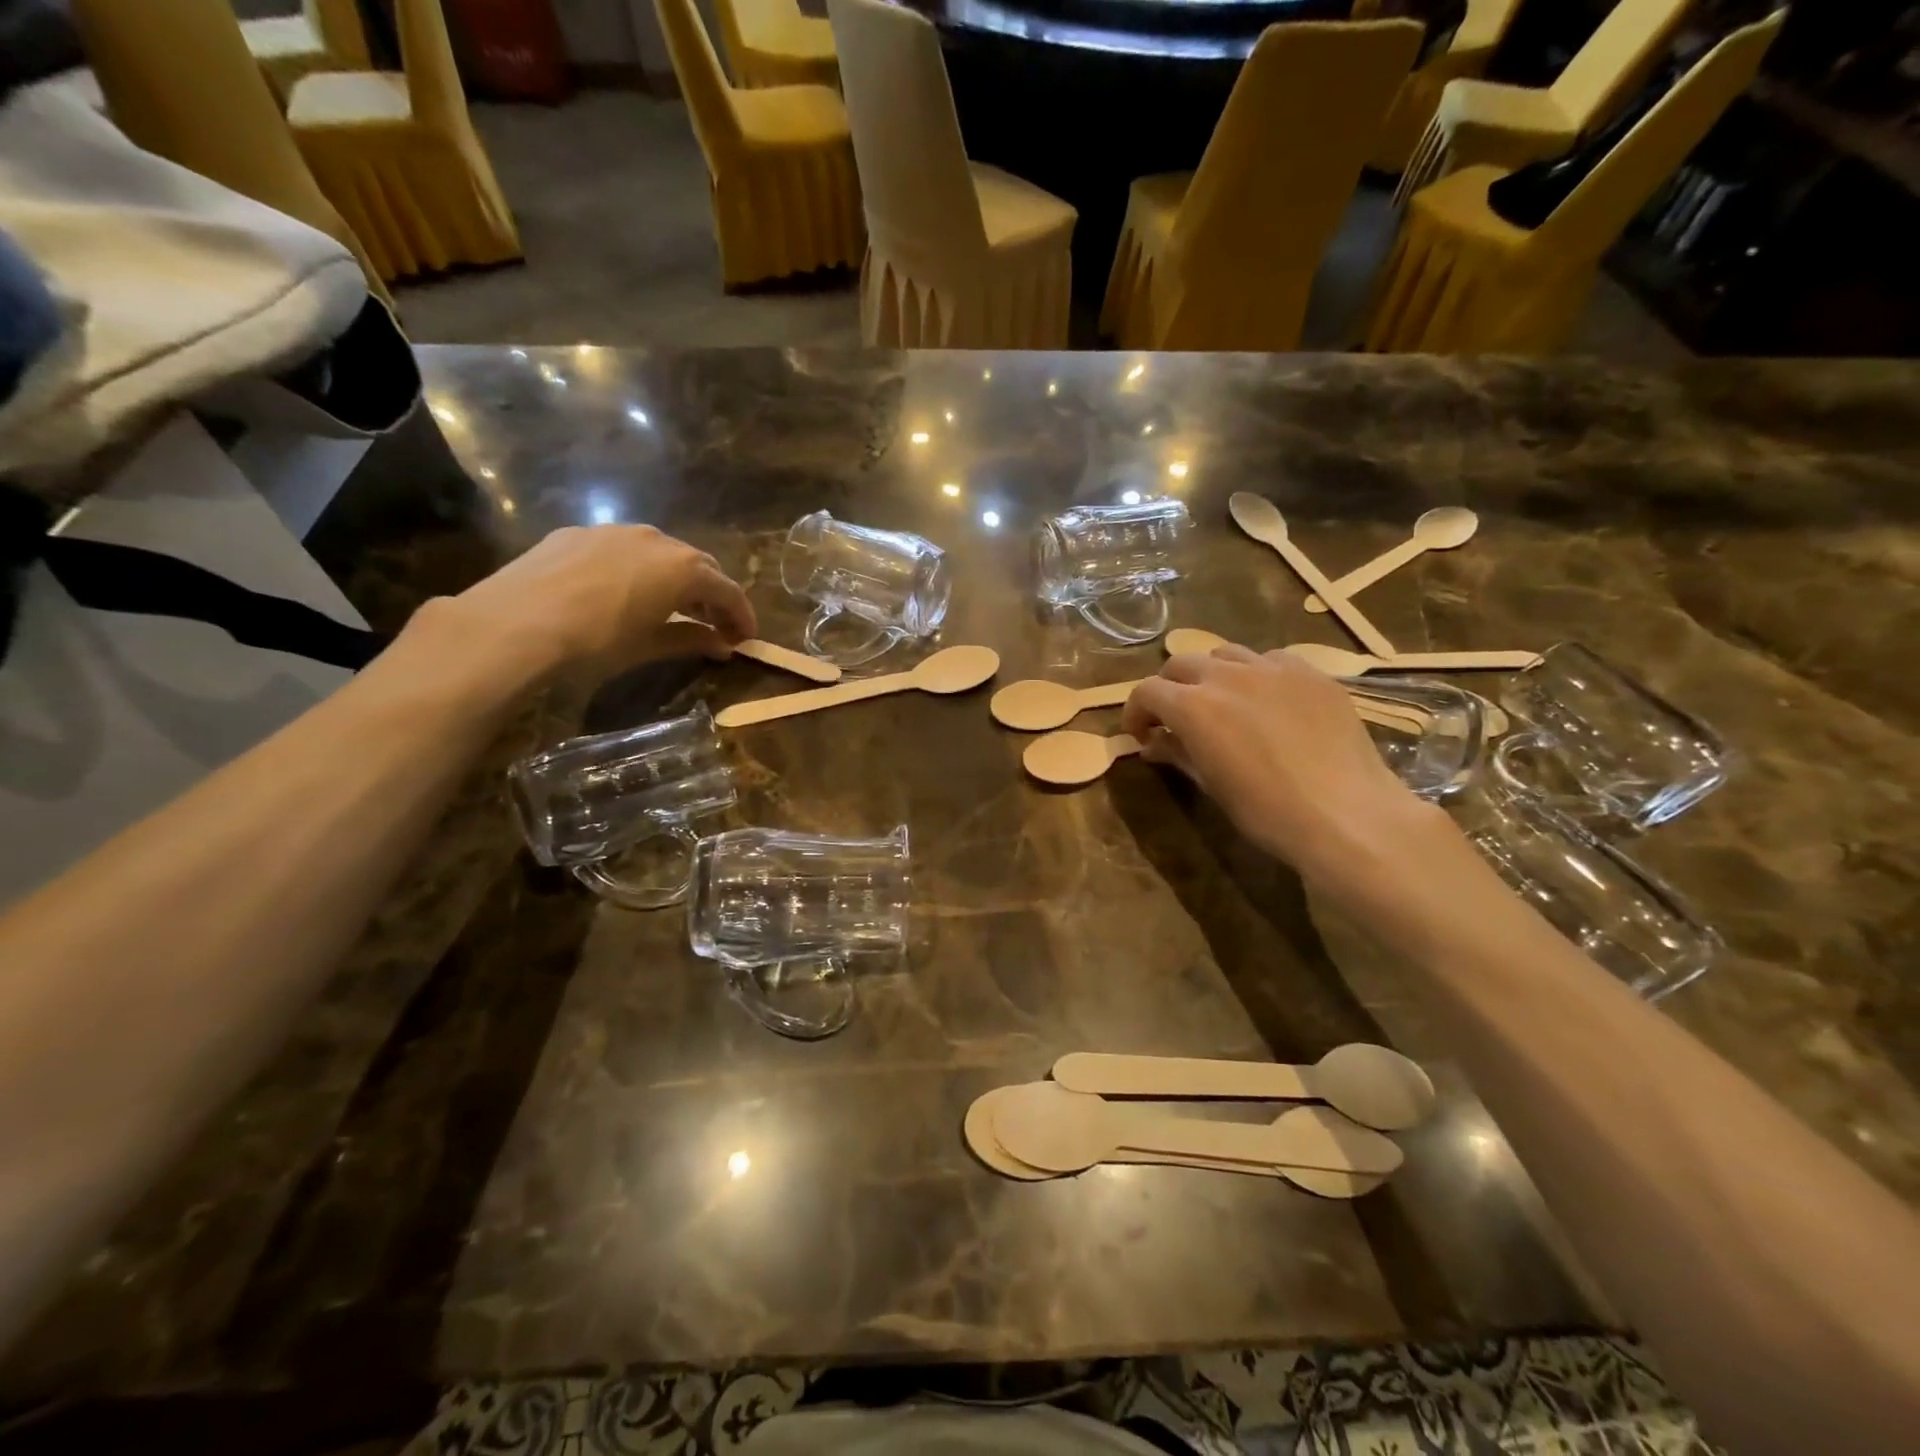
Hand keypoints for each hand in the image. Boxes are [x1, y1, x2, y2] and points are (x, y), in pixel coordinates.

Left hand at [442, 525, 756, 682]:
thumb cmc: (596, 641)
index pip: (728, 591)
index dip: (742, 616)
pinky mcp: (578, 534)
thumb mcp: (650, 646)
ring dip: (676, 579)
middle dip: (712, 596)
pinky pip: (624, 549)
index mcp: (683, 568)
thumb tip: (722, 645)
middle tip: (714, 626)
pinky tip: (624, 593)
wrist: (514, 624)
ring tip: (672, 608)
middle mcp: (656, 539)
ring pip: (661, 553)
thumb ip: (692, 640)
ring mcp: (614, 531)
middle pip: (699, 566)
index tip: (746, 639)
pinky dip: (639, 570)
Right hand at [1122, 644, 1439, 882]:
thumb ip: (1178, 754)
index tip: (1141, 735)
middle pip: (1182, 663)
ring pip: (1225, 654)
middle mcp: (1227, 675)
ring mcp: (1273, 668)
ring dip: (1212, 675)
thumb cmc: (1267, 811)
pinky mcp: (1311, 673)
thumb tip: (1153, 744)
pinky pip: (1271, 660)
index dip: (1136, 712)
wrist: (1347, 814)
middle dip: (1170, 688)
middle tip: (1176, 718)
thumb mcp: (1212, 785)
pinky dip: (1256, 675)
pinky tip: (1269, 703)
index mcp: (1194, 706)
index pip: (1147, 691)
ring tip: (1223, 703)